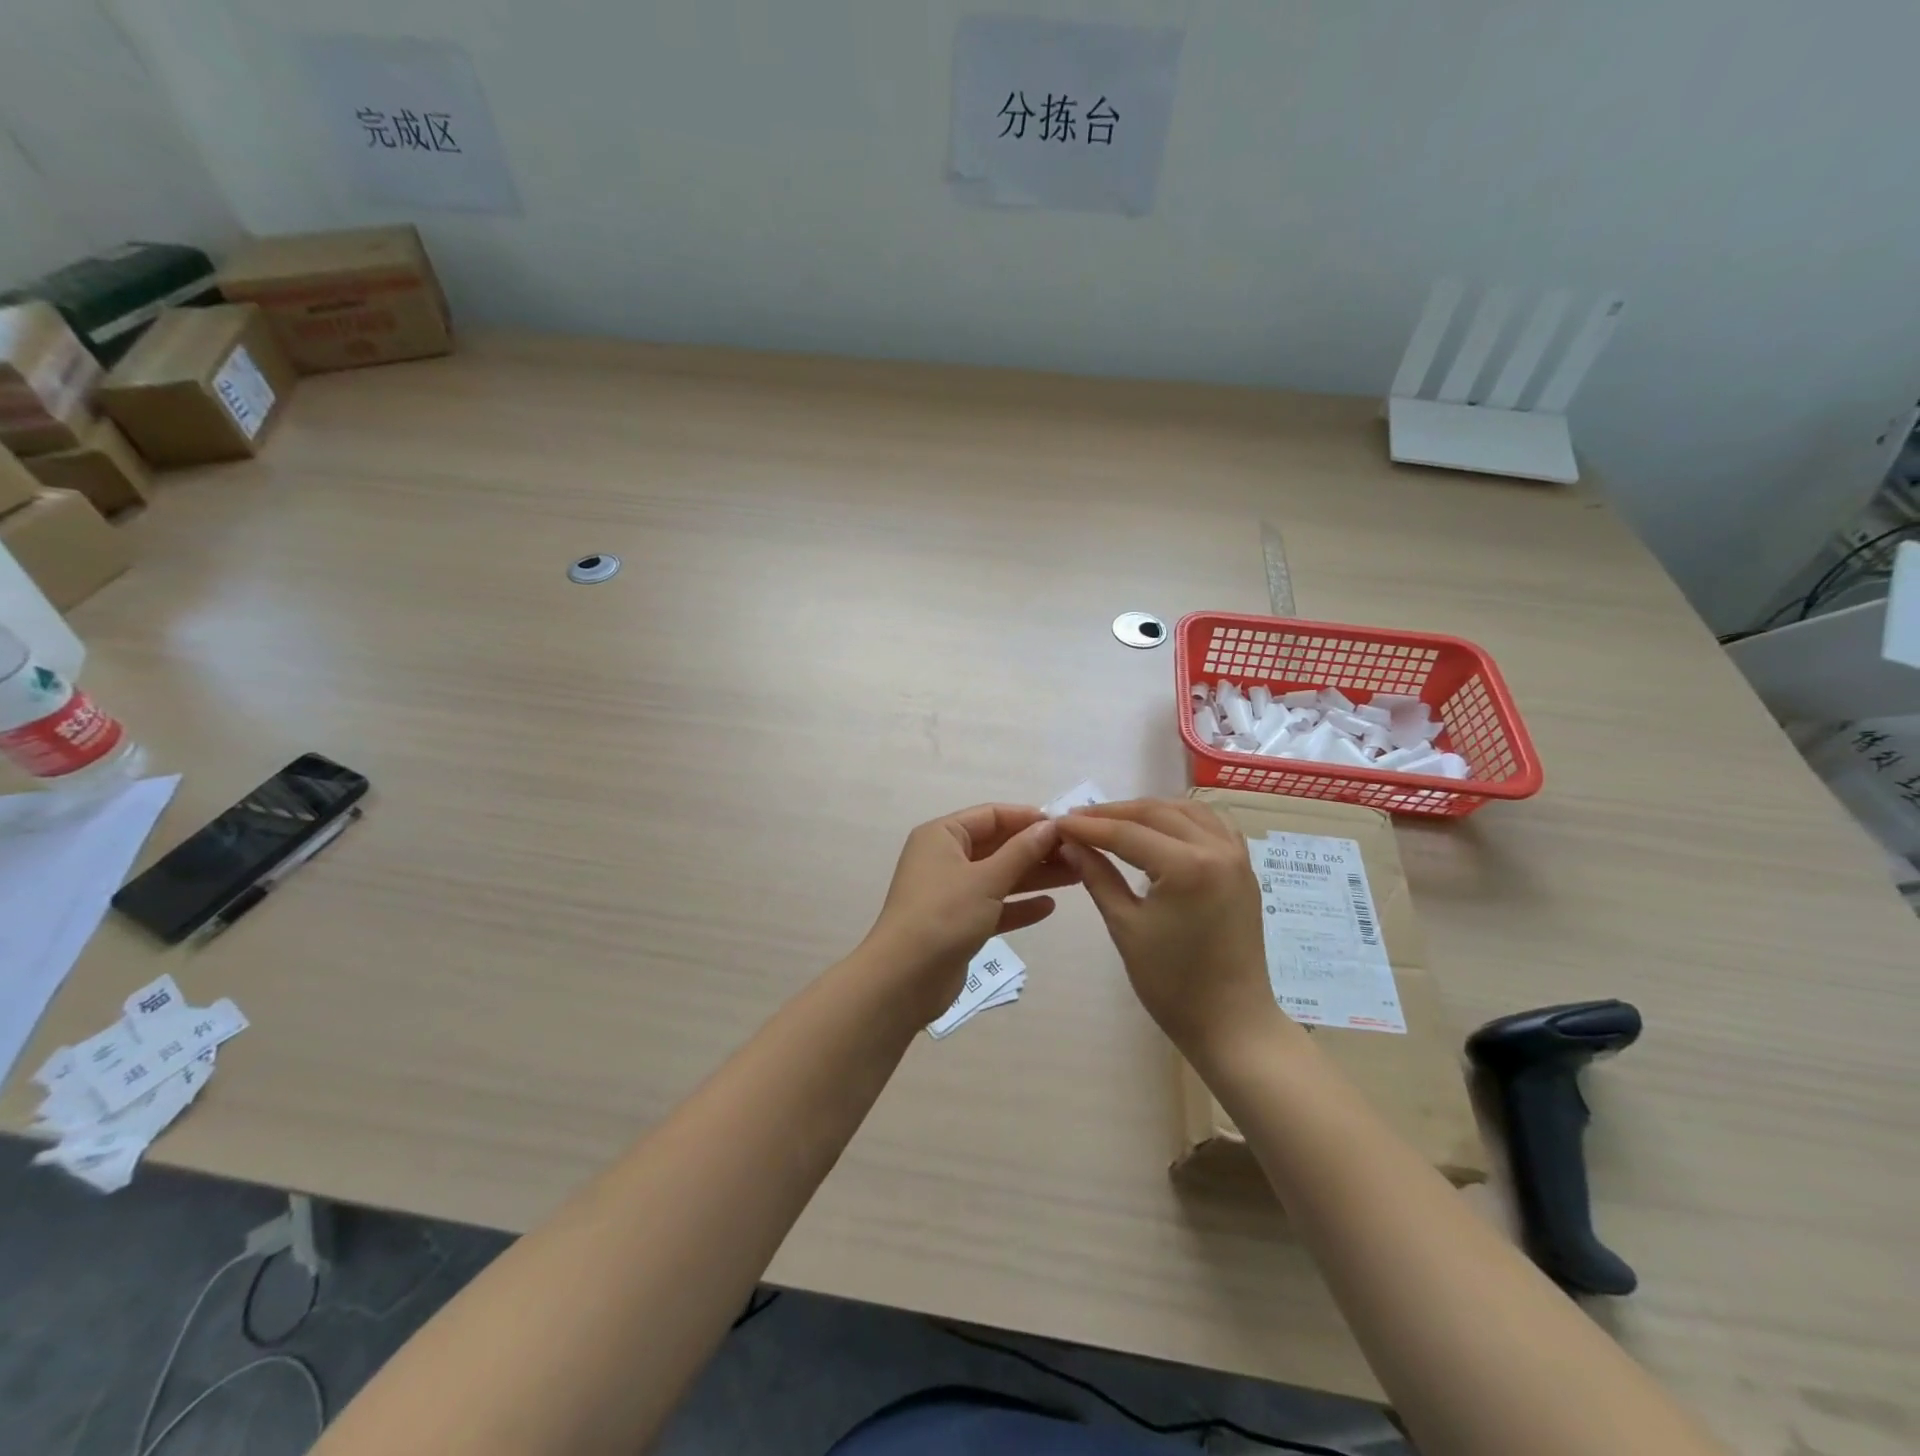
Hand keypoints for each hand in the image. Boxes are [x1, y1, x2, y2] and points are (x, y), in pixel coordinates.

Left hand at [863, 804, 1074, 1020]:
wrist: (904, 979)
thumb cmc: (944, 915)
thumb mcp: (986, 879)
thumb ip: (1021, 851)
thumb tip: (1049, 826)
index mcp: (942, 836)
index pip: (991, 816)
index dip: (1028, 818)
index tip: (1065, 826)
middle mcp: (944, 858)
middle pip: (997, 846)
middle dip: (1036, 849)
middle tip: (1078, 854)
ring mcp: (951, 892)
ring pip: (999, 877)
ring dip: (1033, 876)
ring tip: (1076, 877)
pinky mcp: (958, 923)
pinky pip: (994, 907)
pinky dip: (1018, 906)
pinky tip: (1048, 907)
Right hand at [1056, 799, 1289, 1062]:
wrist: (1232, 1023)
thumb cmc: (1173, 984)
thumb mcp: (1125, 928)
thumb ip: (1097, 877)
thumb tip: (1069, 844)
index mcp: (1187, 867)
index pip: (1126, 833)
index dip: (1088, 826)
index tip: (1056, 822)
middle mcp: (1216, 849)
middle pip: (1156, 813)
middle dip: (1113, 813)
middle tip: (1076, 820)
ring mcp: (1236, 856)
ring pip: (1186, 811)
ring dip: (1148, 810)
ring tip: (1113, 821)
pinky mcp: (1244, 868)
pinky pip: (1213, 824)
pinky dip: (1182, 818)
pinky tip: (1161, 827)